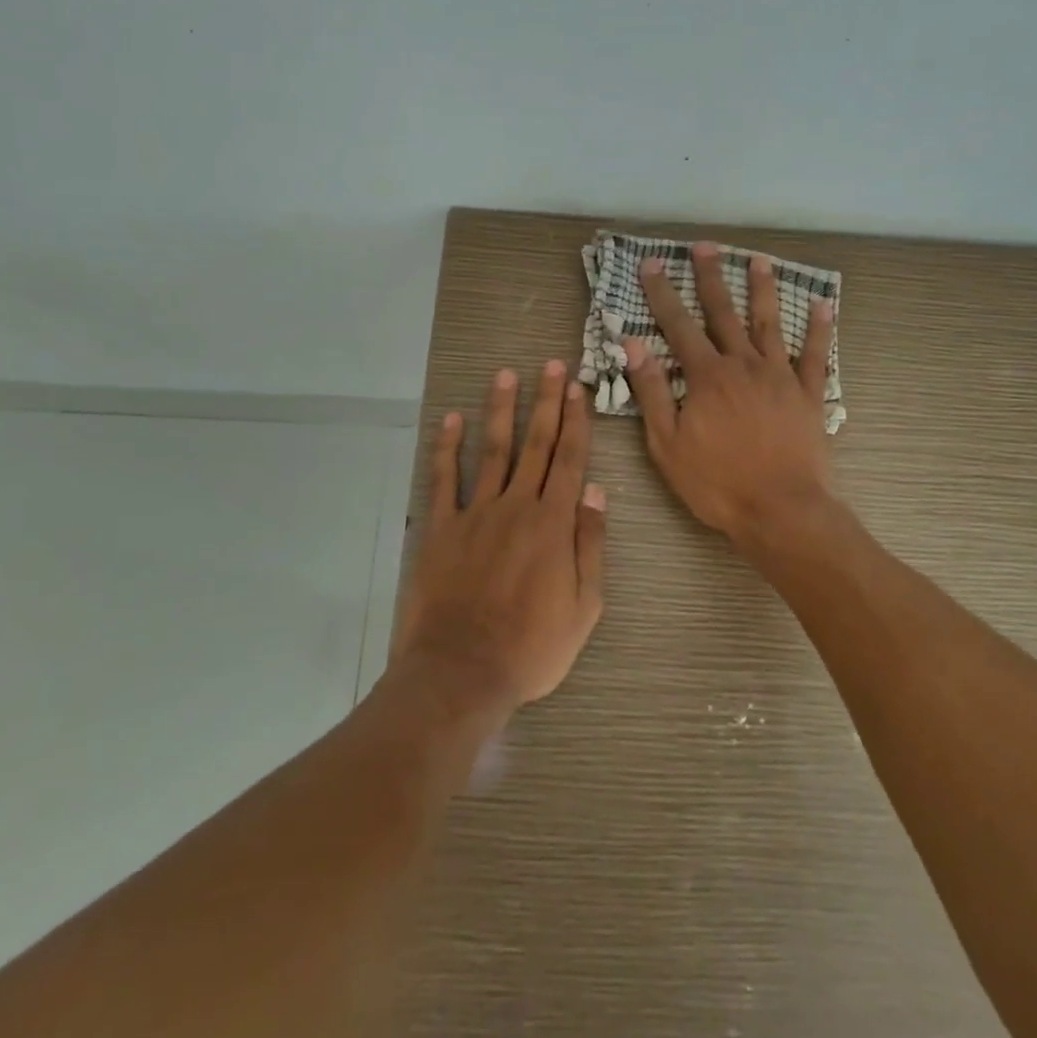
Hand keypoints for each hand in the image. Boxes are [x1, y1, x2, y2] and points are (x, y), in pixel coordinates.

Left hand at [391, 360, 606, 722]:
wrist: (461, 671)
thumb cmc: (532, 647)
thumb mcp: (584, 606)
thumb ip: (590, 544)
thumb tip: (596, 490)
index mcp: (553, 524)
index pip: (569, 460)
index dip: (575, 421)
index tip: (578, 388)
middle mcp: (516, 506)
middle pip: (535, 445)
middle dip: (546, 402)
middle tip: (551, 366)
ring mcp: (474, 514)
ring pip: (492, 451)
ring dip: (501, 411)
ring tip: (506, 375)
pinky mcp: (440, 528)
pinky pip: (443, 480)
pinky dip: (447, 448)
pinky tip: (451, 420)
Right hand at [625, 243, 835, 547]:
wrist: (781, 511)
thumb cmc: (716, 483)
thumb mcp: (667, 444)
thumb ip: (651, 391)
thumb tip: (633, 344)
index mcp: (706, 376)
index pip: (678, 326)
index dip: (662, 294)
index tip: (652, 264)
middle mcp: (744, 365)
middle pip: (724, 313)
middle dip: (711, 278)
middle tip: (704, 246)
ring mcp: (780, 377)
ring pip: (769, 324)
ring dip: (763, 290)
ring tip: (758, 260)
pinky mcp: (809, 395)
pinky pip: (816, 356)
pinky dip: (819, 330)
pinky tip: (823, 305)